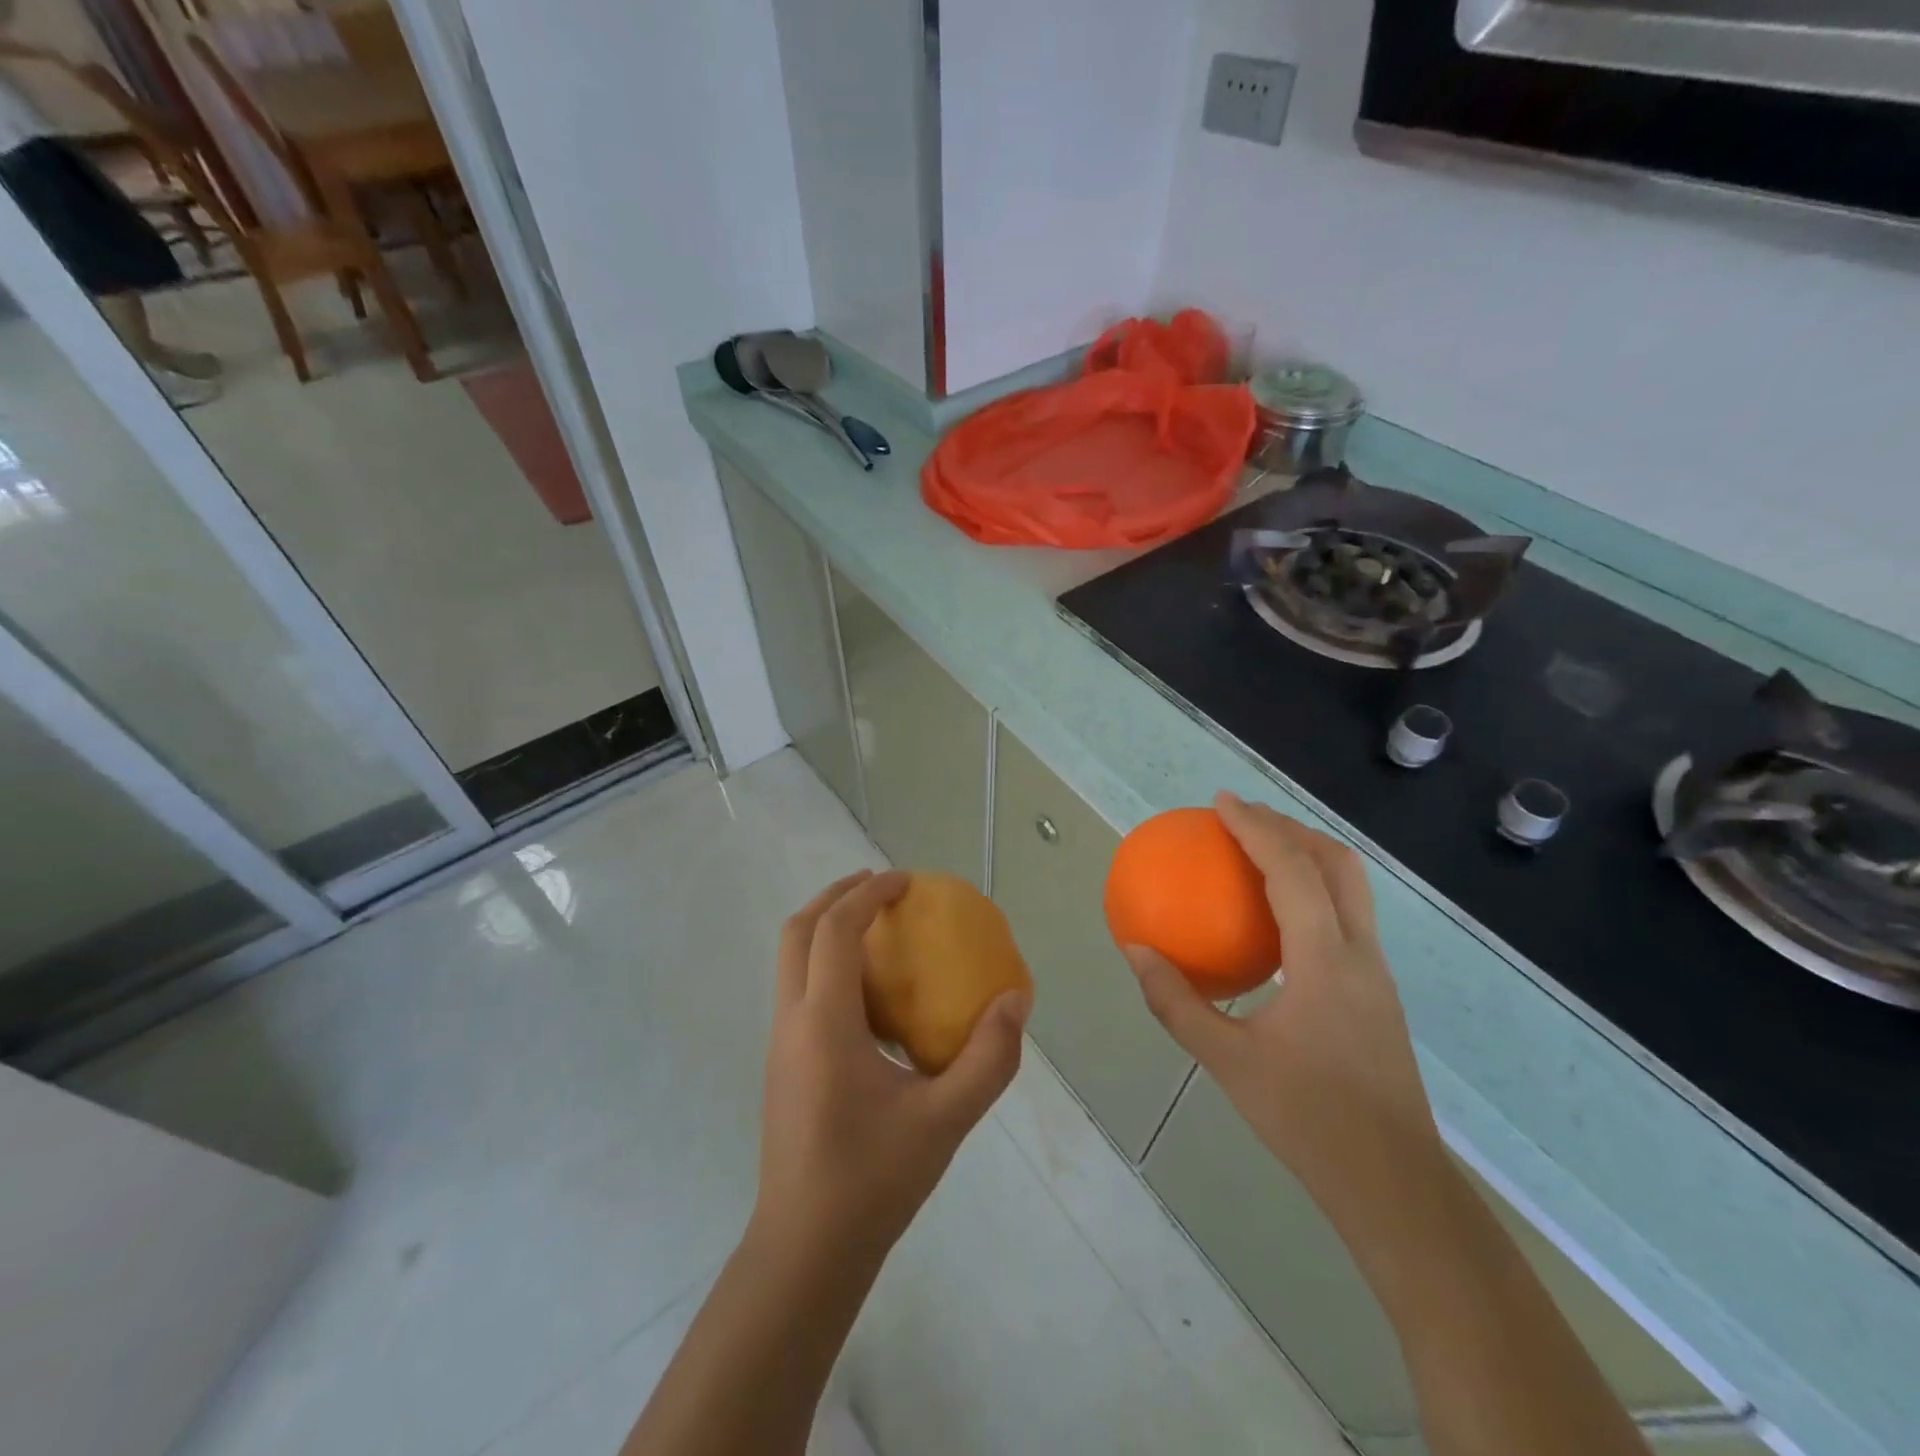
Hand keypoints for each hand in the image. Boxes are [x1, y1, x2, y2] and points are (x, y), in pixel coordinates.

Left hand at [754, 870, 1030, 1266]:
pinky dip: (826, 965)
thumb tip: (1016, 1001)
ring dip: (827, 928)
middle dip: (837, 895)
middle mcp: (791, 1022)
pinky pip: (798, 989)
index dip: (868, 893)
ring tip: (877, 931)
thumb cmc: (873, 1181)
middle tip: (883, 888)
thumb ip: (989, 1059)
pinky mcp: (782, 1064)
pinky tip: (870, 997)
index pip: (834, 930)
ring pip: (790, 960)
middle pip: (797, 931)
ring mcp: (779, 1044)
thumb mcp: (945, 1121)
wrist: (805, 1252)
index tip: (906, 881)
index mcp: (824, 1024)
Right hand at [1124, 793, 1444, 1233]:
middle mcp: (1360, 953)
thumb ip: (1176, 1003)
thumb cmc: (1309, 1120)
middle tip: (1243, 819)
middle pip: (1338, 863)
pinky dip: (1313, 891)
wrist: (1394, 1185)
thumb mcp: (1228, 1062)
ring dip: (1308, 855)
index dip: (1257, 828)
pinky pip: (1346, 917)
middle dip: (1291, 827)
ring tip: (1260, 852)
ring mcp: (1377, 972)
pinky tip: (1277, 919)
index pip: (1293, 871)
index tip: (1222, 802)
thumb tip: (1137, 951)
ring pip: (1351, 888)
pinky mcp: (1377, 992)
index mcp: (1326, 960)